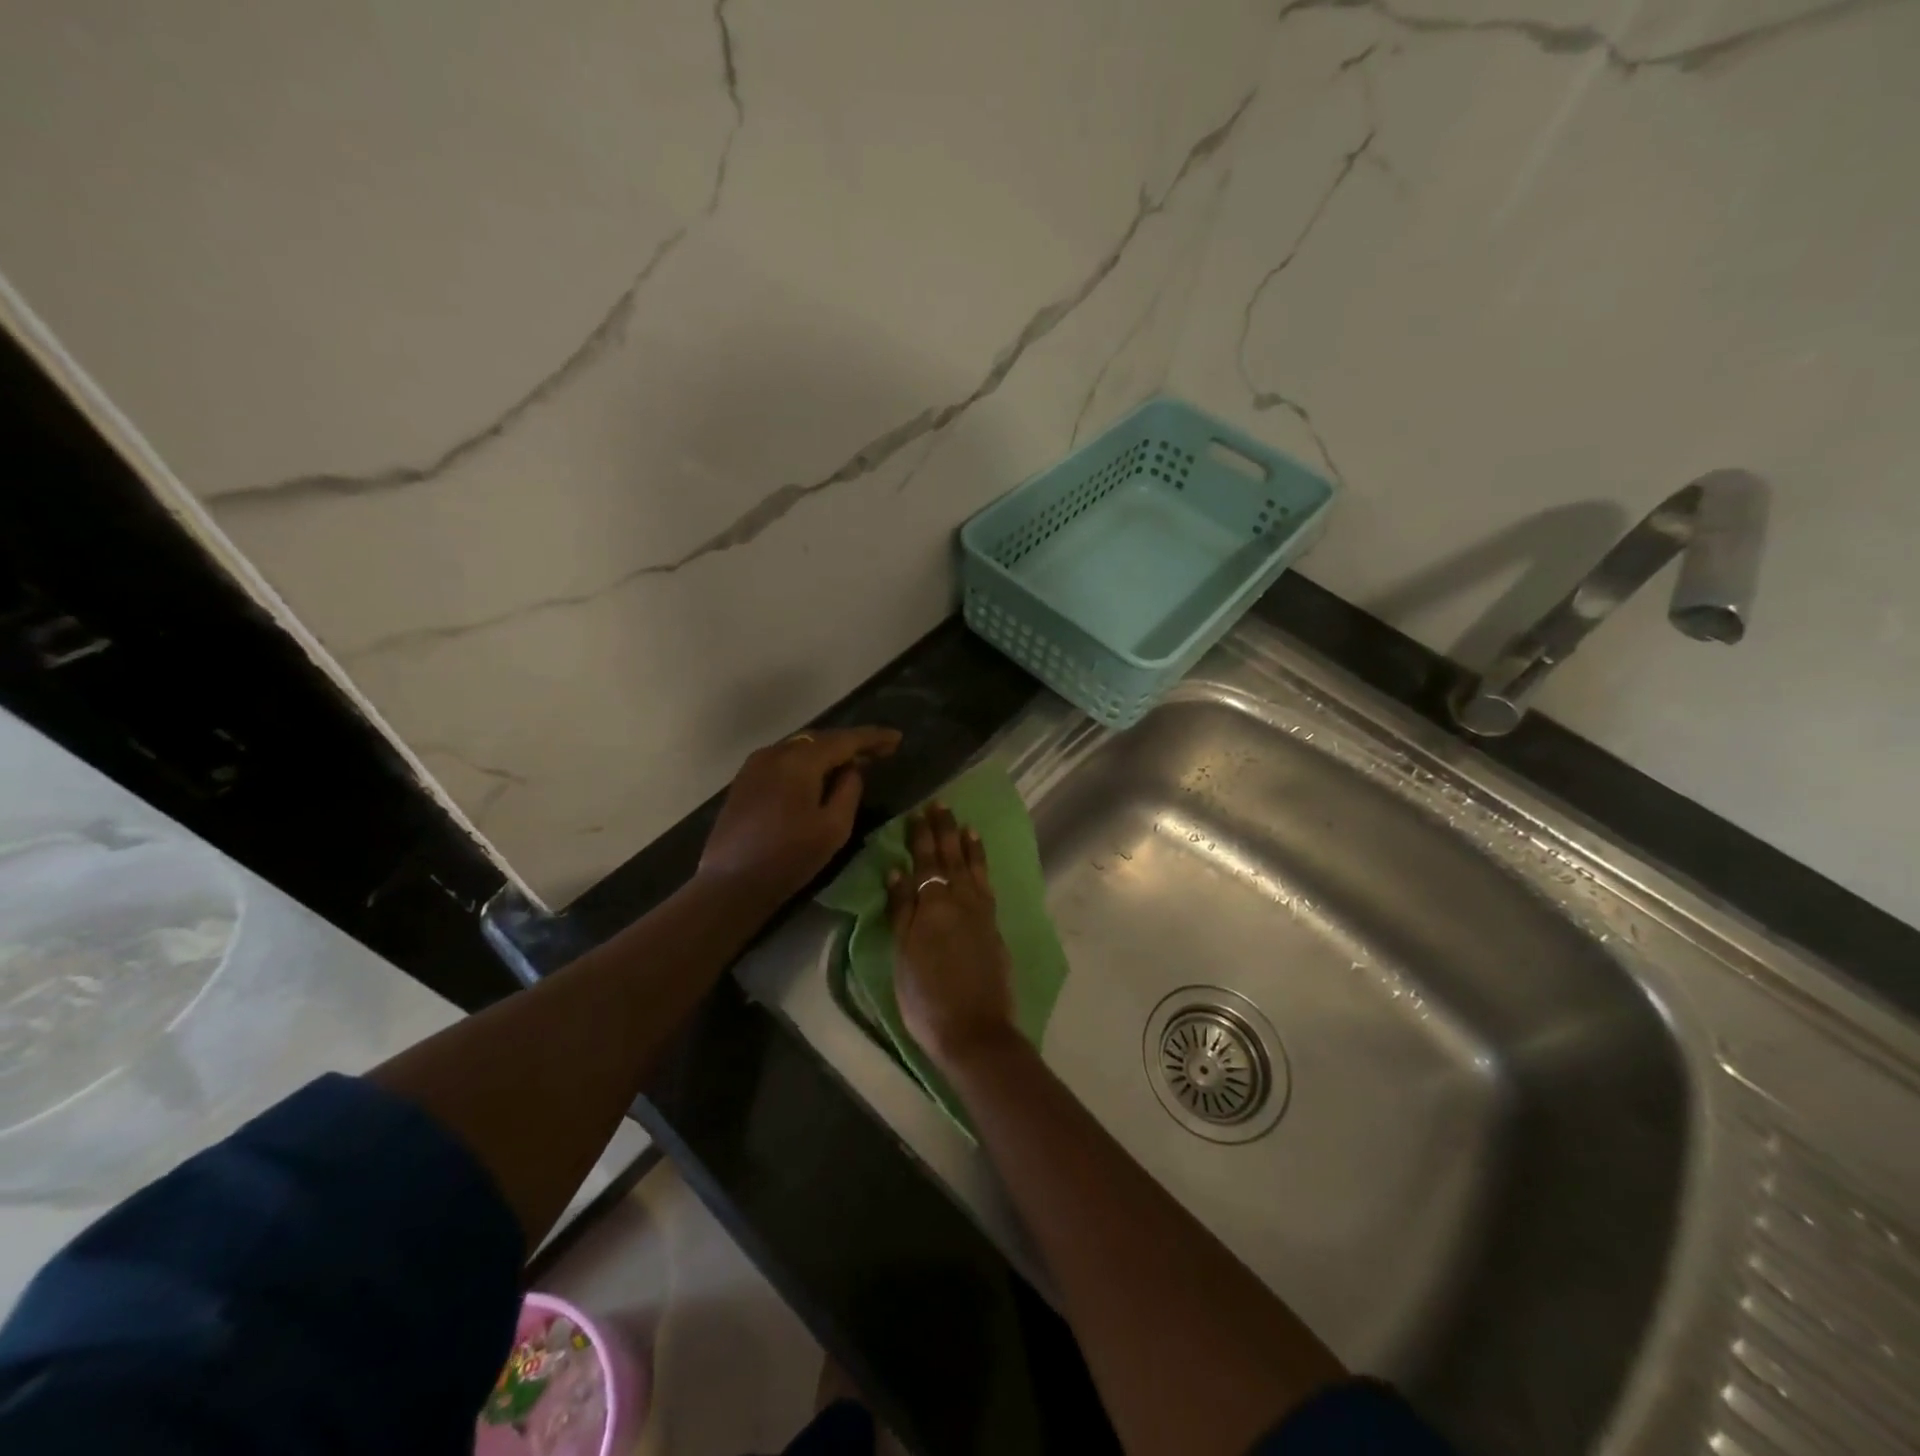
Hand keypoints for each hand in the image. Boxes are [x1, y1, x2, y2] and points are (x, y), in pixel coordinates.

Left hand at [699, 727, 900, 900]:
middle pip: (821, 739)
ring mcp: (755, 765)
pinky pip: (784, 760)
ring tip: (852, 763)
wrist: (731, 883)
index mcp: (799, 760)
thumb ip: (849, 790)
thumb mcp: (833, 827)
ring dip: (828, 753)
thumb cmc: (788, 857)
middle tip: (879, 752)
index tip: (897, 739)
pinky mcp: (745, 781)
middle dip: (851, 744)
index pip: (844, 740)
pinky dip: (807, 763)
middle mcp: (775, 752)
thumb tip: (852, 769)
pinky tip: (818, 777)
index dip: (873, 738)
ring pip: (801, 748)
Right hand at [887, 804, 1016, 1072]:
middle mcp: (960, 900)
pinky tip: (979, 864)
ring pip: (973, 868)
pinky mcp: (994, 927)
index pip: (925, 861)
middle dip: (945, 830)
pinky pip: (987, 885)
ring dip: (968, 845)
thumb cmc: (926, 997)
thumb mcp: (902, 955)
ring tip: (965, 825)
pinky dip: (983, 868)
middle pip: (951, 858)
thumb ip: (901, 910)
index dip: (921, 836)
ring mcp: (981, 913)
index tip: (919, 812)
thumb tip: (897, 871)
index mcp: (932, 905)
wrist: (974, 1029)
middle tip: (941, 805)